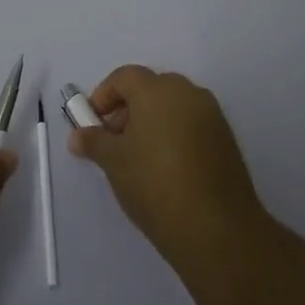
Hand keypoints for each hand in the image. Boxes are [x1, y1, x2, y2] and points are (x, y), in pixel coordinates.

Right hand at [68, 66, 265, 267]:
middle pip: (151, 88)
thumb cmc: (154, 184)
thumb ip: (94, 142)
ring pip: (174, 106)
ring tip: (140, 157)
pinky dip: (175, 134)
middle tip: (115, 140)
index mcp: (157, 90)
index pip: (124, 77)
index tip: (93, 123)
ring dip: (153, 121)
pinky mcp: (226, 138)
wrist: (216, 228)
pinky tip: (167, 167)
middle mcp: (187, 92)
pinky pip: (193, 123)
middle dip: (128, 108)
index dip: (104, 95)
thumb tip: (77, 136)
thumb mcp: (114, 162)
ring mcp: (211, 114)